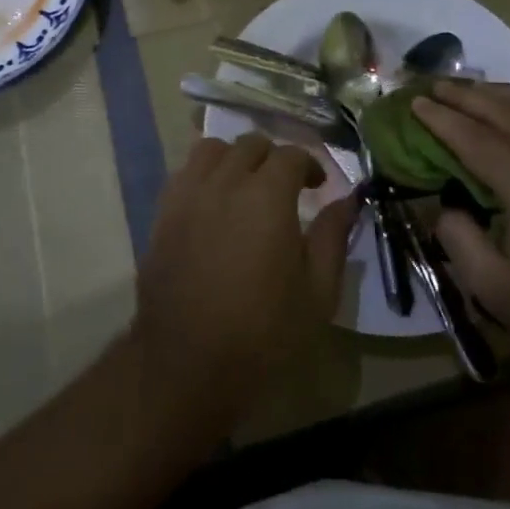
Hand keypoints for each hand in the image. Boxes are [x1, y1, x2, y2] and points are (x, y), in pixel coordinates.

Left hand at [133, 135, 356, 431]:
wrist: (188, 364)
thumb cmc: (264, 333)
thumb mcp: (318, 292)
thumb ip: (334, 237)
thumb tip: (347, 200)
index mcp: (267, 195)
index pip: (291, 155)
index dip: (310, 166)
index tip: (318, 188)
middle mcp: (225, 182)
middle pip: (250, 144)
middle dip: (273, 158)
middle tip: (285, 188)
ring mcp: (188, 195)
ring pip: (212, 149)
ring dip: (234, 158)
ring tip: (245, 186)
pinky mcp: (162, 213)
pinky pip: (184, 173)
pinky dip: (203, 174)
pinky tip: (213, 203)